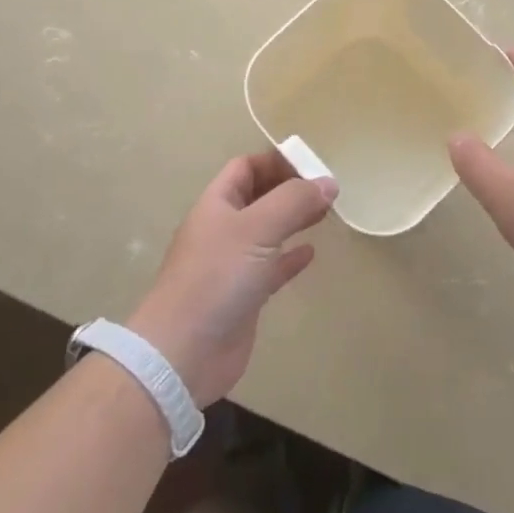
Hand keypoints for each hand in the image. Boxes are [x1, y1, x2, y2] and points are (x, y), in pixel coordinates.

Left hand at [128, 153, 336, 406]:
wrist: (184, 352)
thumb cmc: (217, 278)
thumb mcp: (257, 229)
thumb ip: (294, 202)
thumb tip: (329, 182)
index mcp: (217, 204)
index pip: (246, 167)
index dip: (276, 160)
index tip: (313, 163)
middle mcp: (223, 229)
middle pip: (258, 197)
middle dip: (289, 188)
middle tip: (327, 188)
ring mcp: (232, 264)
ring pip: (267, 231)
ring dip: (293, 219)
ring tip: (326, 212)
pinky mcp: (244, 296)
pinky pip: (272, 267)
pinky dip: (291, 257)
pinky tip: (311, 253)